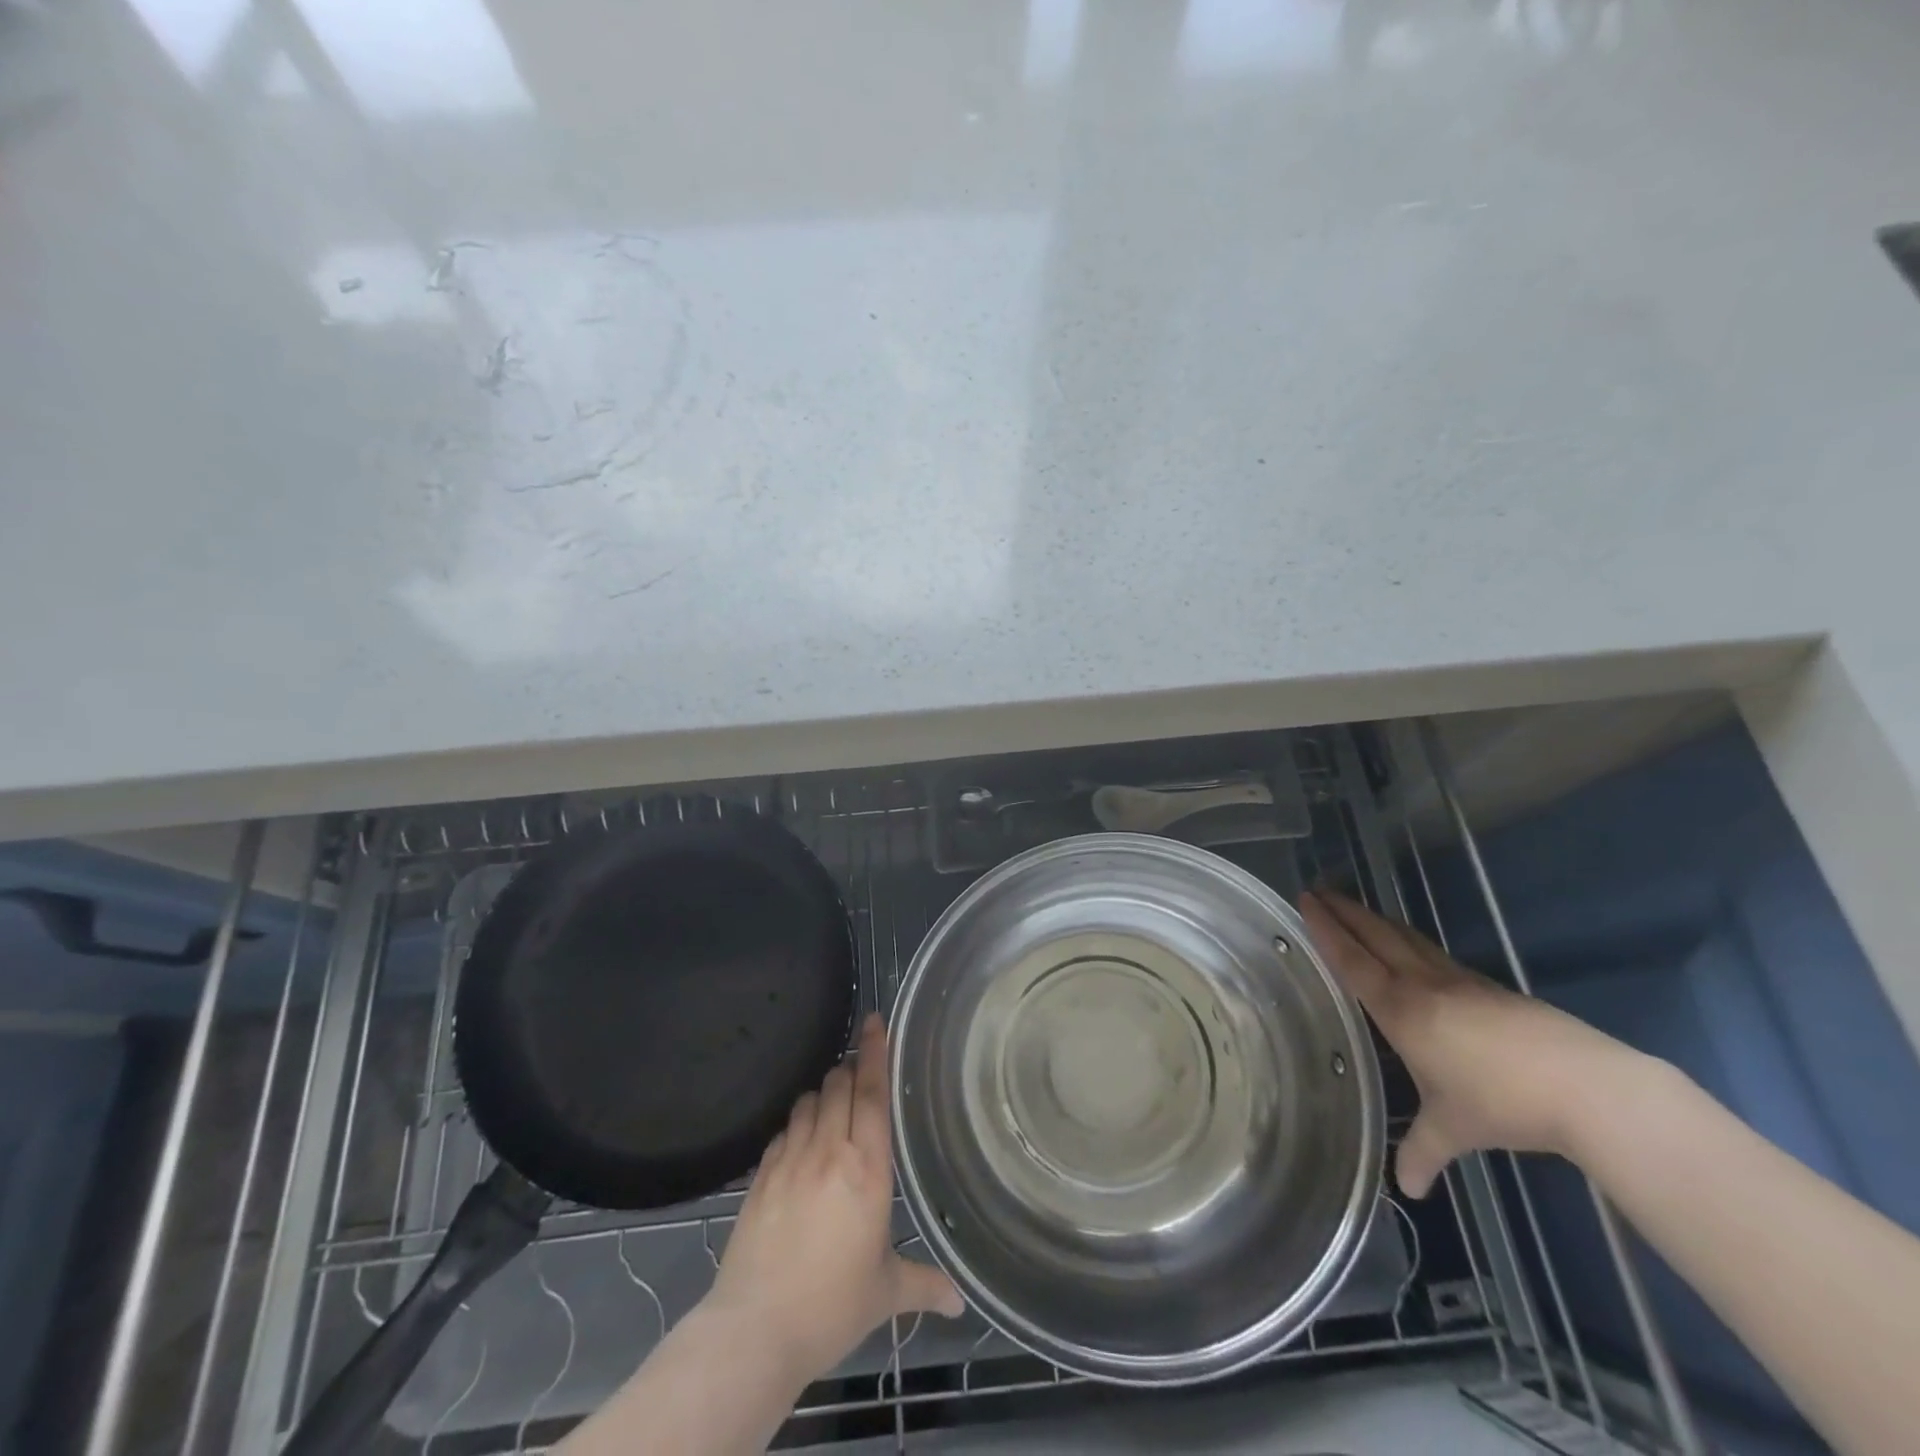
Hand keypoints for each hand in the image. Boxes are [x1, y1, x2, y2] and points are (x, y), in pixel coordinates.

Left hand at [704, 1014, 963, 1386]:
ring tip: (833, 1103)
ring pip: (808, 1101)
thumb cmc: (831, 1307)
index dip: (876, 1053)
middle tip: (859, 1067)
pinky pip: (782, 1130)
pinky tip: (801, 1140)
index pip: (873, 1094)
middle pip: (838, 1085)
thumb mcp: (884, 1293)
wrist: (755, 1330)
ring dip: (823, 1093)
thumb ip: (924, 1286)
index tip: (876, 1022)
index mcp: (866, 1170)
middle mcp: (828, 1152)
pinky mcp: (760, 1176)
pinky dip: (796, 1124)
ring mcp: (789, 1160)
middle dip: (849, 1068)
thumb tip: (959, 1303)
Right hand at [1300, 890, 1649, 1198]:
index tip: (1307, 900)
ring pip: (1407, 939)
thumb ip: (1422, 1152)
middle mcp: (1423, 984)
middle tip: (1319, 890)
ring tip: (1357, 910)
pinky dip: (1410, 941)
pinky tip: (1414, 950)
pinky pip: (1435, 953)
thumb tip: (1406, 1190)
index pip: (1352, 960)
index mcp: (1400, 1010)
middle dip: (1345, 911)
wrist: (1586, 1087)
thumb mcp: (1453, 1130)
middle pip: (1377, 935)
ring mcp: (1460, 981)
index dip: (1326, 930)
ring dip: (1377, 920)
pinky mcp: (1490, 988)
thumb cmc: (1501, 1103)